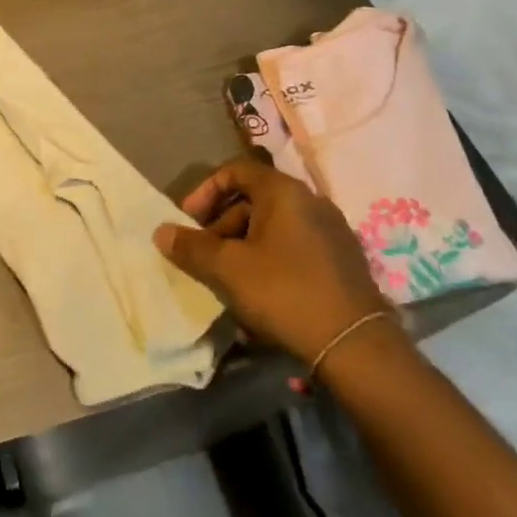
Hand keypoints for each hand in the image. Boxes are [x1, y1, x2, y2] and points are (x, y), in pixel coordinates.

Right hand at [154, 157, 391, 363]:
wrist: (355, 346)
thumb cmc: (284, 292)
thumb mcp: (227, 269)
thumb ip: (191, 247)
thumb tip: (161, 232)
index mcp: (284, 192)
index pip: (235, 171)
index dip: (204, 191)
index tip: (187, 220)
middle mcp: (311, 202)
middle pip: (253, 200)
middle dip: (221, 225)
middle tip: (204, 255)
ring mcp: (331, 232)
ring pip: (273, 227)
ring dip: (242, 246)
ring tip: (227, 280)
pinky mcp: (342, 261)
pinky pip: (294, 247)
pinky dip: (269, 260)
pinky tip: (259, 294)